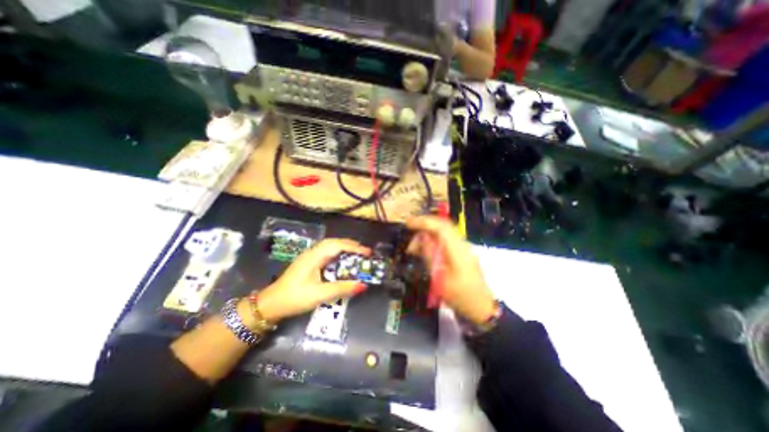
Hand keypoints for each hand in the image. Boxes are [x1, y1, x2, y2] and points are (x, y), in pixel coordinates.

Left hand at [254, 240, 370, 323]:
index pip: (337, 245)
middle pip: (334, 242)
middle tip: (364, 252)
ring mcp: (310, 257)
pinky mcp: (309, 263)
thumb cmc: (294, 298)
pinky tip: (342, 261)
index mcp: (314, 256)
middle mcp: (313, 252)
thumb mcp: (320, 294)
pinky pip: (327, 253)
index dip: (354, 247)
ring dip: (344, 248)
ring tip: (357, 254)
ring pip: (330, 246)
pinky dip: (338, 254)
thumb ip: (342, 288)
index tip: (368, 252)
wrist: (271, 305)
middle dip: (351, 245)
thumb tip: (363, 285)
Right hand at [404, 218, 495, 324]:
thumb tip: (421, 238)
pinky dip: (433, 240)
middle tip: (409, 237)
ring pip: (443, 231)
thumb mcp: (440, 278)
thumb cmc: (460, 296)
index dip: (423, 221)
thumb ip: (430, 255)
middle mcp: (462, 243)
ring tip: (414, 247)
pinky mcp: (462, 252)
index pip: (440, 226)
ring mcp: (463, 247)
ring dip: (427, 234)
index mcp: (458, 249)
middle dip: (424, 226)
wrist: (481, 307)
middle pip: (442, 225)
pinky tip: (425, 249)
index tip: (408, 223)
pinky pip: (445, 239)